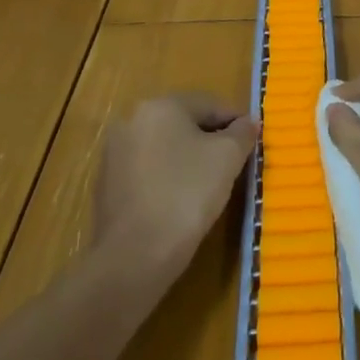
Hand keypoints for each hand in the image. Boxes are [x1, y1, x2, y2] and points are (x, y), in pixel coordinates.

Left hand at [92, 95, 257, 282]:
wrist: (134, 255)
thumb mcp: (228, 158)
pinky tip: (181, 202)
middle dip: (211, 140)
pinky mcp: (107, 186)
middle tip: (234, 165)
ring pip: (165, 148)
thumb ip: (242, 133)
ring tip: (210, 186)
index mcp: (160, 105)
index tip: (252, 144)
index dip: (236, 122)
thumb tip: (250, 122)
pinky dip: (167, 180)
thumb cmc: (187, 194)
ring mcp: (114, 154)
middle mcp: (132, 120)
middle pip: (184, 124)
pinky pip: (148, 172)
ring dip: (188, 160)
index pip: (209, 104)